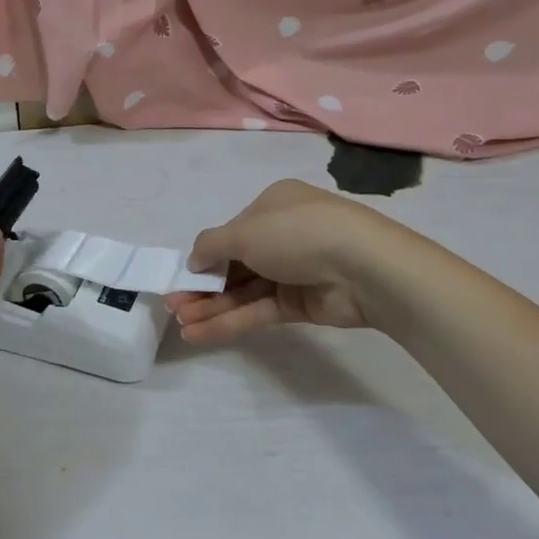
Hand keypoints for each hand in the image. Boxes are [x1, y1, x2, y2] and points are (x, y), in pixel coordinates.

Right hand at [165, 179, 394, 343]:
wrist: (365, 268)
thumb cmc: (297, 233)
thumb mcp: (244, 231)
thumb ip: (211, 245)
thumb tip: (193, 260)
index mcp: (272, 206)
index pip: (232, 231)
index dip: (204, 254)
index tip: (181, 275)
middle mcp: (281, 236)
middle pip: (234, 264)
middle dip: (202, 285)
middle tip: (173, 305)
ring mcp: (293, 271)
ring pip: (243, 290)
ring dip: (211, 306)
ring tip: (180, 324)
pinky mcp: (300, 304)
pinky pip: (257, 311)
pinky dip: (229, 321)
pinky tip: (199, 333)